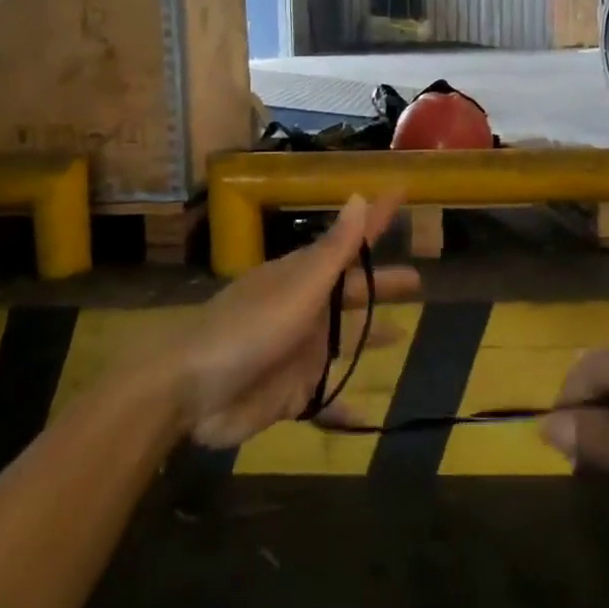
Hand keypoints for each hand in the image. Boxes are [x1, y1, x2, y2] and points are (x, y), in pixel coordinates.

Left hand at [171, 194, 418, 447]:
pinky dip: (346, 406)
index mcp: (304, 278)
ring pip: (342, 340)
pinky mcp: (291, 392)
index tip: (401, 193)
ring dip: (368, 335)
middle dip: (381, 285)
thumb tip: (359, 196)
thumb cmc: (248, 331)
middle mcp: (304, 309)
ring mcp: (297, 351)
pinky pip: (327, 397)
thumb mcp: (298, 289)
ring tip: (401, 335)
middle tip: (417, 282)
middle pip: (352, 293)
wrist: (190, 393)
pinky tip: (368, 414)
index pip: (349, 241)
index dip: (375, 219)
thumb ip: (333, 252)